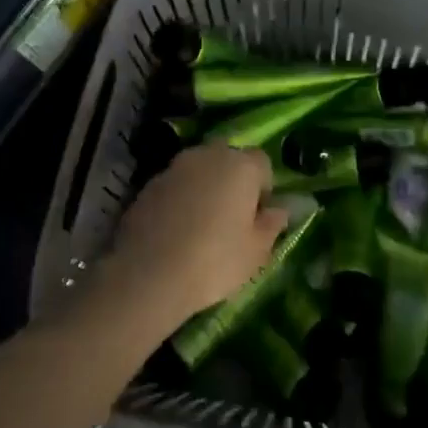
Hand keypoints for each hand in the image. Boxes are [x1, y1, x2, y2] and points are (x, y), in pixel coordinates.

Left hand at [96, 143, 284, 332]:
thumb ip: (271, 224)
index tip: (258, 216)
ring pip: (200, 169)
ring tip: (202, 223)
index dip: (263, 188)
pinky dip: (181, 197)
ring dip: (205, 186)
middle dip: (233, 180)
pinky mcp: (149, 183)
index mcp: (241, 166)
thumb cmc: (215, 261)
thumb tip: (278, 209)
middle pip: (228, 158)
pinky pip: (176, 184)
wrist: (149, 273)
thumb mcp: (256, 252)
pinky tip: (177, 228)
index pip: (263, 162)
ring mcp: (176, 166)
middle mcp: (209, 155)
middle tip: (231, 216)